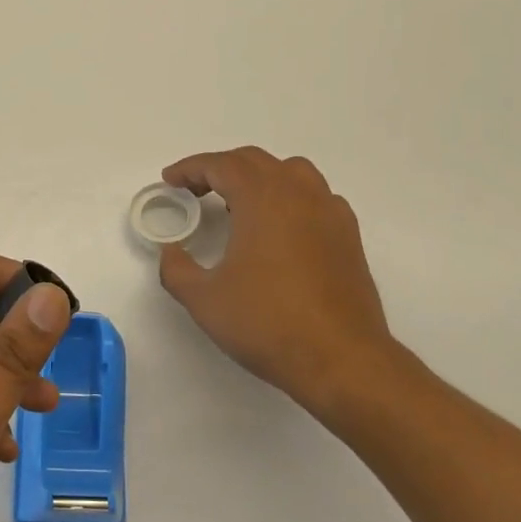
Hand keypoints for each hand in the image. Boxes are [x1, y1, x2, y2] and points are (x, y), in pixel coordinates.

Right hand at [159, 147, 405, 425]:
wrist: (342, 360)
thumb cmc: (268, 323)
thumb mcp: (204, 300)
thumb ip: (177, 269)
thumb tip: (171, 252)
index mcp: (261, 197)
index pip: (220, 164)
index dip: (190, 168)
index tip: (171, 180)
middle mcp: (298, 193)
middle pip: (254, 161)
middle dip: (220, 169)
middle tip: (196, 190)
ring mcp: (329, 212)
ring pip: (291, 172)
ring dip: (259, 178)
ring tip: (240, 204)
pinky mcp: (349, 236)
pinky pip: (316, 197)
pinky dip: (291, 198)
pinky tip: (281, 228)